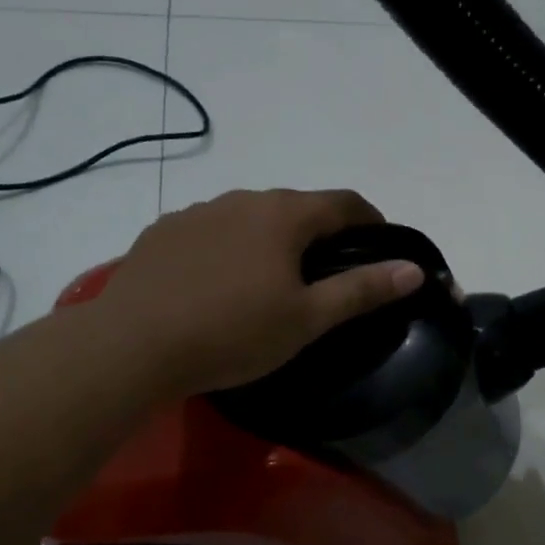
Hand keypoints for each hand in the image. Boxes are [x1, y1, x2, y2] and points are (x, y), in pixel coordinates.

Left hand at [97, 188, 423, 395]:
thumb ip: (362, 289)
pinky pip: (210, 232)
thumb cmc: (233, 332)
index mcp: (284, 214)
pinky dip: (227, 249)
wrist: (132, 345)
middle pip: (297, 208)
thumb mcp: (307, 319)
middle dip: (319, 234)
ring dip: (269, 240)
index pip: (345, 203)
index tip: (380, 247)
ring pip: (250, 218)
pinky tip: (215, 285)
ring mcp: (197, 212)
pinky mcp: (163, 232)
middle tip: (324, 276)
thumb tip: (413, 268)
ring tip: (267, 283)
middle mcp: (242, 199)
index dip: (372, 221)